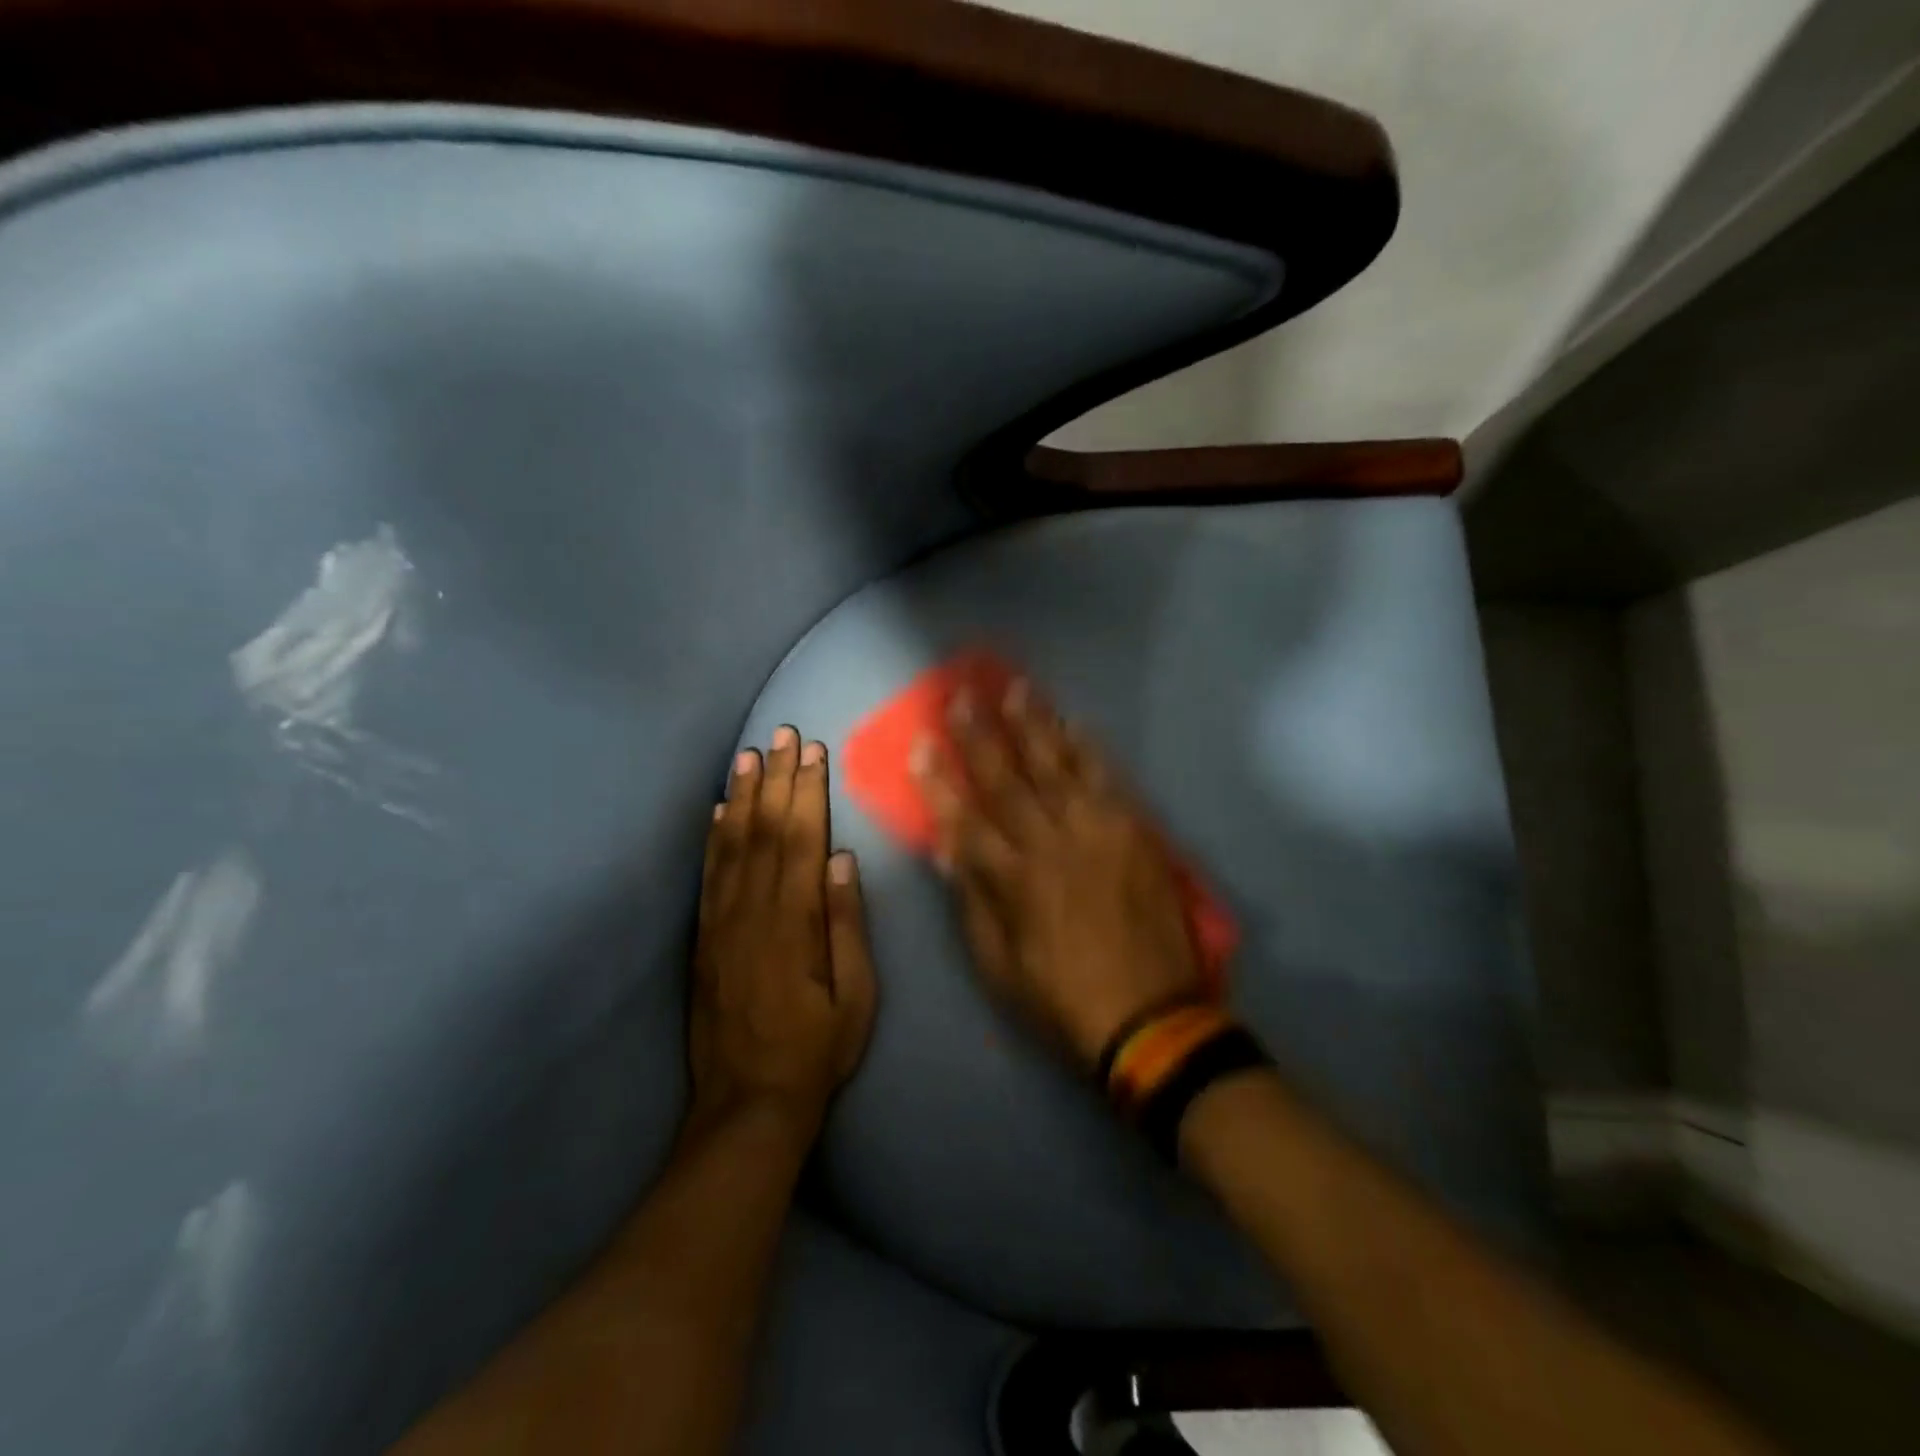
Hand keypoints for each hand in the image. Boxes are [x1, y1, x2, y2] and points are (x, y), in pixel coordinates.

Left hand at [690, 727, 876, 1142]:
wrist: (747, 1105)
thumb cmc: (816, 1051)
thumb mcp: (855, 996)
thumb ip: (846, 925)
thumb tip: (840, 860)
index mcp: (793, 924)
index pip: (801, 840)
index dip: (807, 792)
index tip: (814, 752)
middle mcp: (751, 912)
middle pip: (765, 831)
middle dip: (777, 779)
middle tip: (784, 734)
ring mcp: (720, 924)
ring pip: (732, 845)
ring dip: (743, 796)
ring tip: (749, 755)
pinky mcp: (703, 939)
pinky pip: (707, 876)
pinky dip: (712, 837)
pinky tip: (717, 810)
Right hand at [916, 681, 1205, 1070]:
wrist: (1151, 1017)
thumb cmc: (1062, 999)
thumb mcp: (999, 967)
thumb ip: (974, 902)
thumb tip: (948, 849)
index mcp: (1012, 881)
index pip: (964, 819)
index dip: (939, 781)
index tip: (922, 745)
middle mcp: (1049, 845)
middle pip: (1007, 781)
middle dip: (979, 736)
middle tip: (962, 697)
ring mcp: (1096, 833)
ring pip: (1056, 768)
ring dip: (1033, 726)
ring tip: (1016, 689)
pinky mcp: (1134, 832)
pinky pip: (1107, 780)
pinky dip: (1089, 750)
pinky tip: (1074, 723)